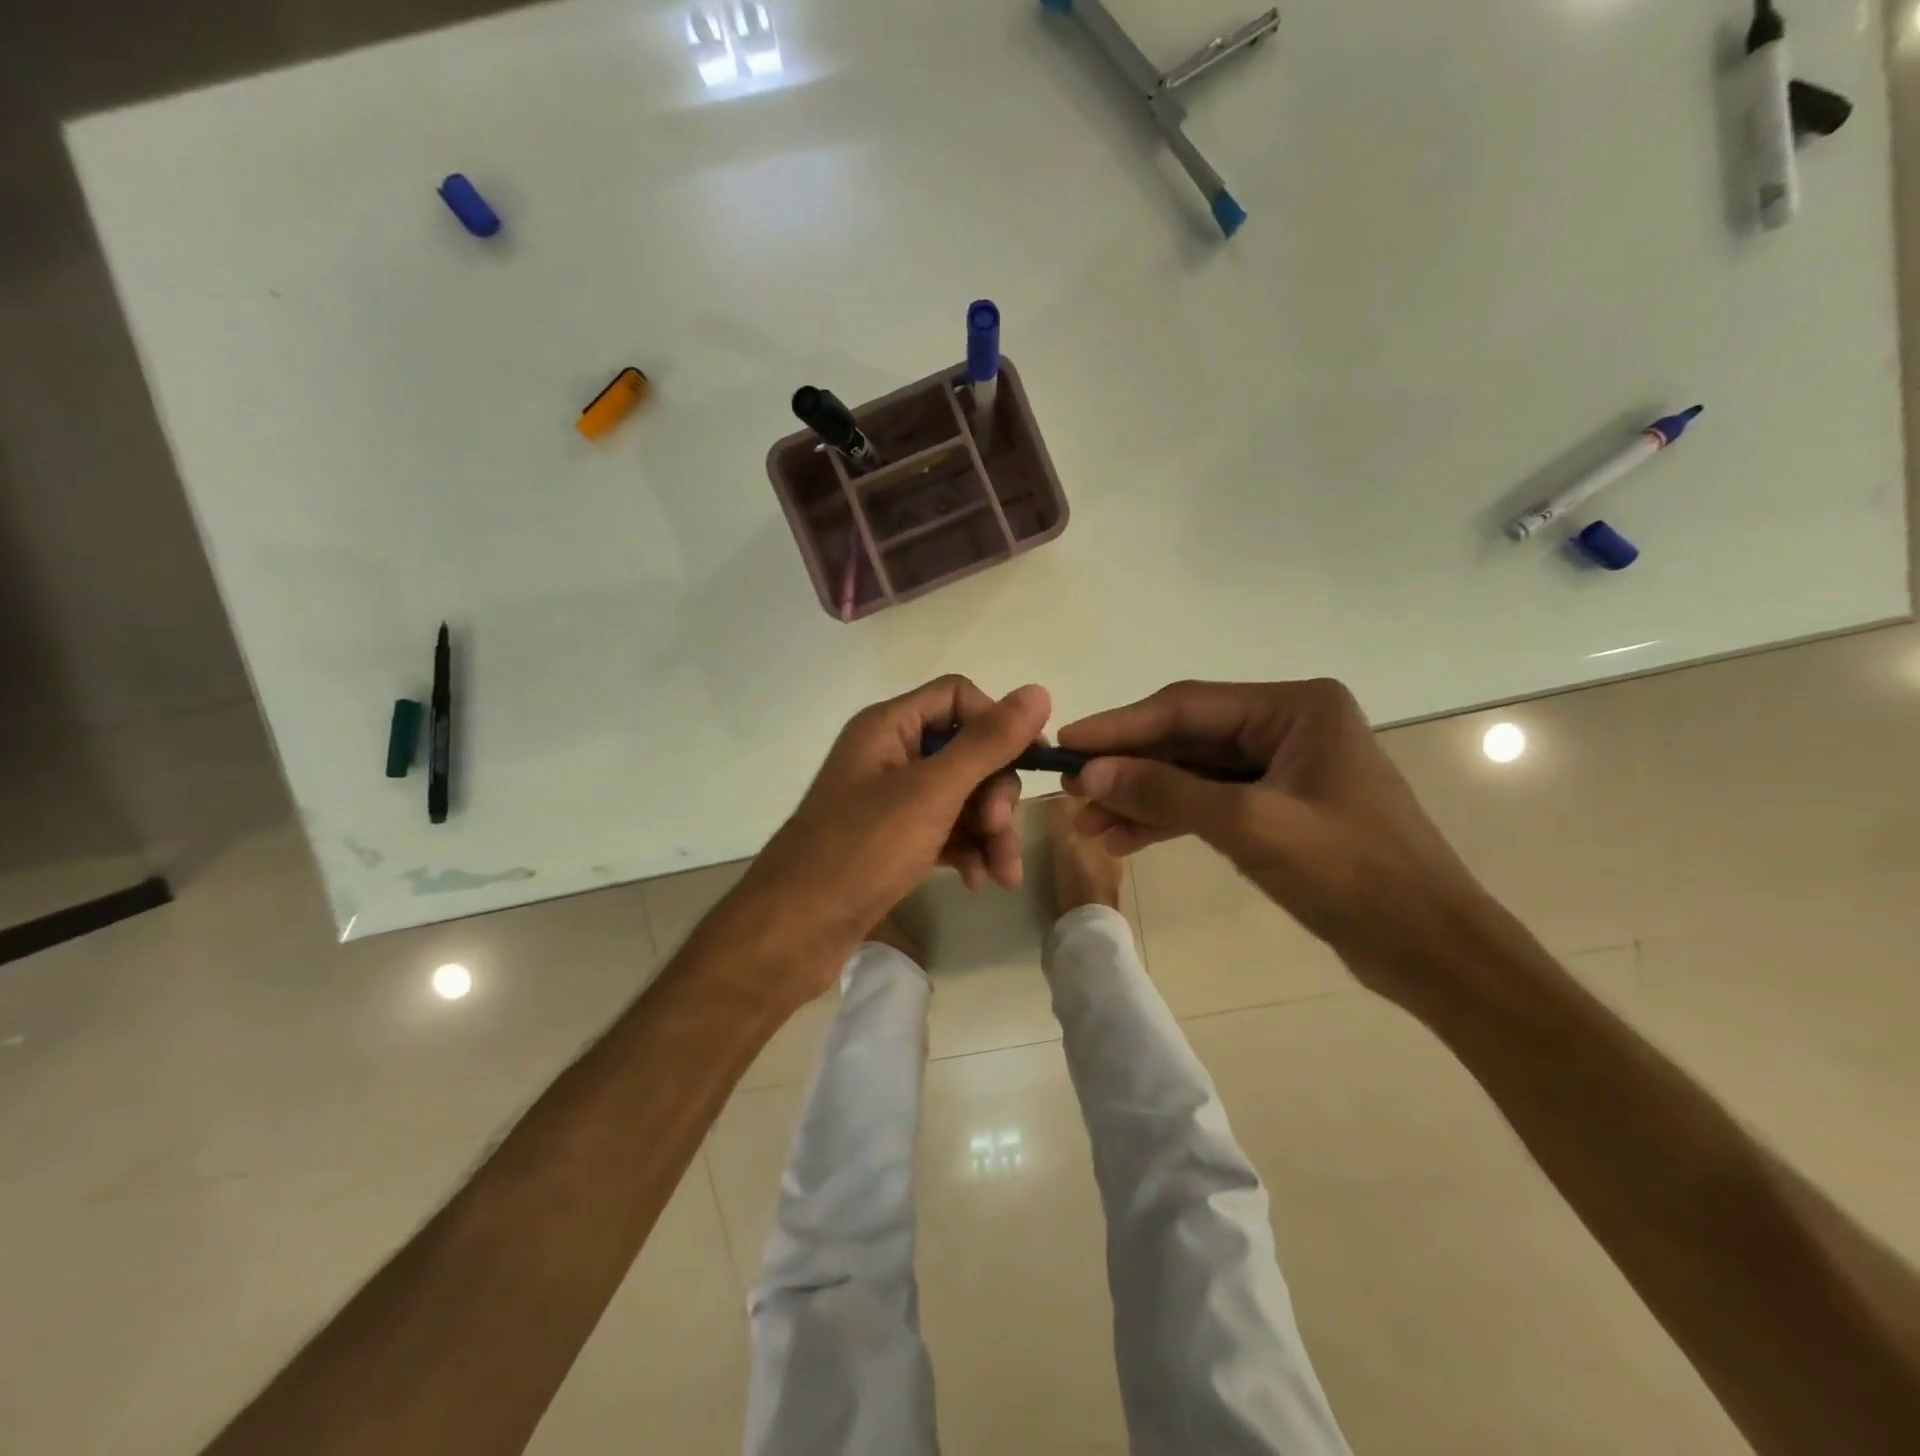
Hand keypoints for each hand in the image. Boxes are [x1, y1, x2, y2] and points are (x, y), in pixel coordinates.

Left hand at [738, 676, 1052, 978]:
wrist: (795, 930)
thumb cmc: (861, 850)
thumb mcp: (932, 793)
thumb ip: (987, 744)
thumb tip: (1038, 691)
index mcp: (889, 726)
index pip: (958, 697)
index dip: (997, 722)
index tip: (1032, 758)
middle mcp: (890, 755)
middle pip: (966, 751)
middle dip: (995, 791)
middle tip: (999, 827)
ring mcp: (891, 801)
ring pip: (962, 797)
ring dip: (990, 830)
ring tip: (1003, 873)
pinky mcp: (894, 840)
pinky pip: (946, 830)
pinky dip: (969, 851)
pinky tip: (979, 881)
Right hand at [1057, 679, 1492, 989]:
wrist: (1429, 949)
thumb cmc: (1352, 874)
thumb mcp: (1249, 826)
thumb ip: (1165, 792)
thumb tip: (1088, 773)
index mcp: (1295, 707)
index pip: (1188, 706)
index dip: (1121, 726)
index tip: (1066, 742)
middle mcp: (1287, 725)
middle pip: (1186, 738)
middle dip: (1127, 767)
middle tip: (1068, 788)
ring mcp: (1282, 768)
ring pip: (1192, 773)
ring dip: (1140, 797)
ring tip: (1086, 823)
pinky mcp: (1277, 807)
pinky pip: (1209, 802)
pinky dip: (1168, 818)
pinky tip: (1123, 838)